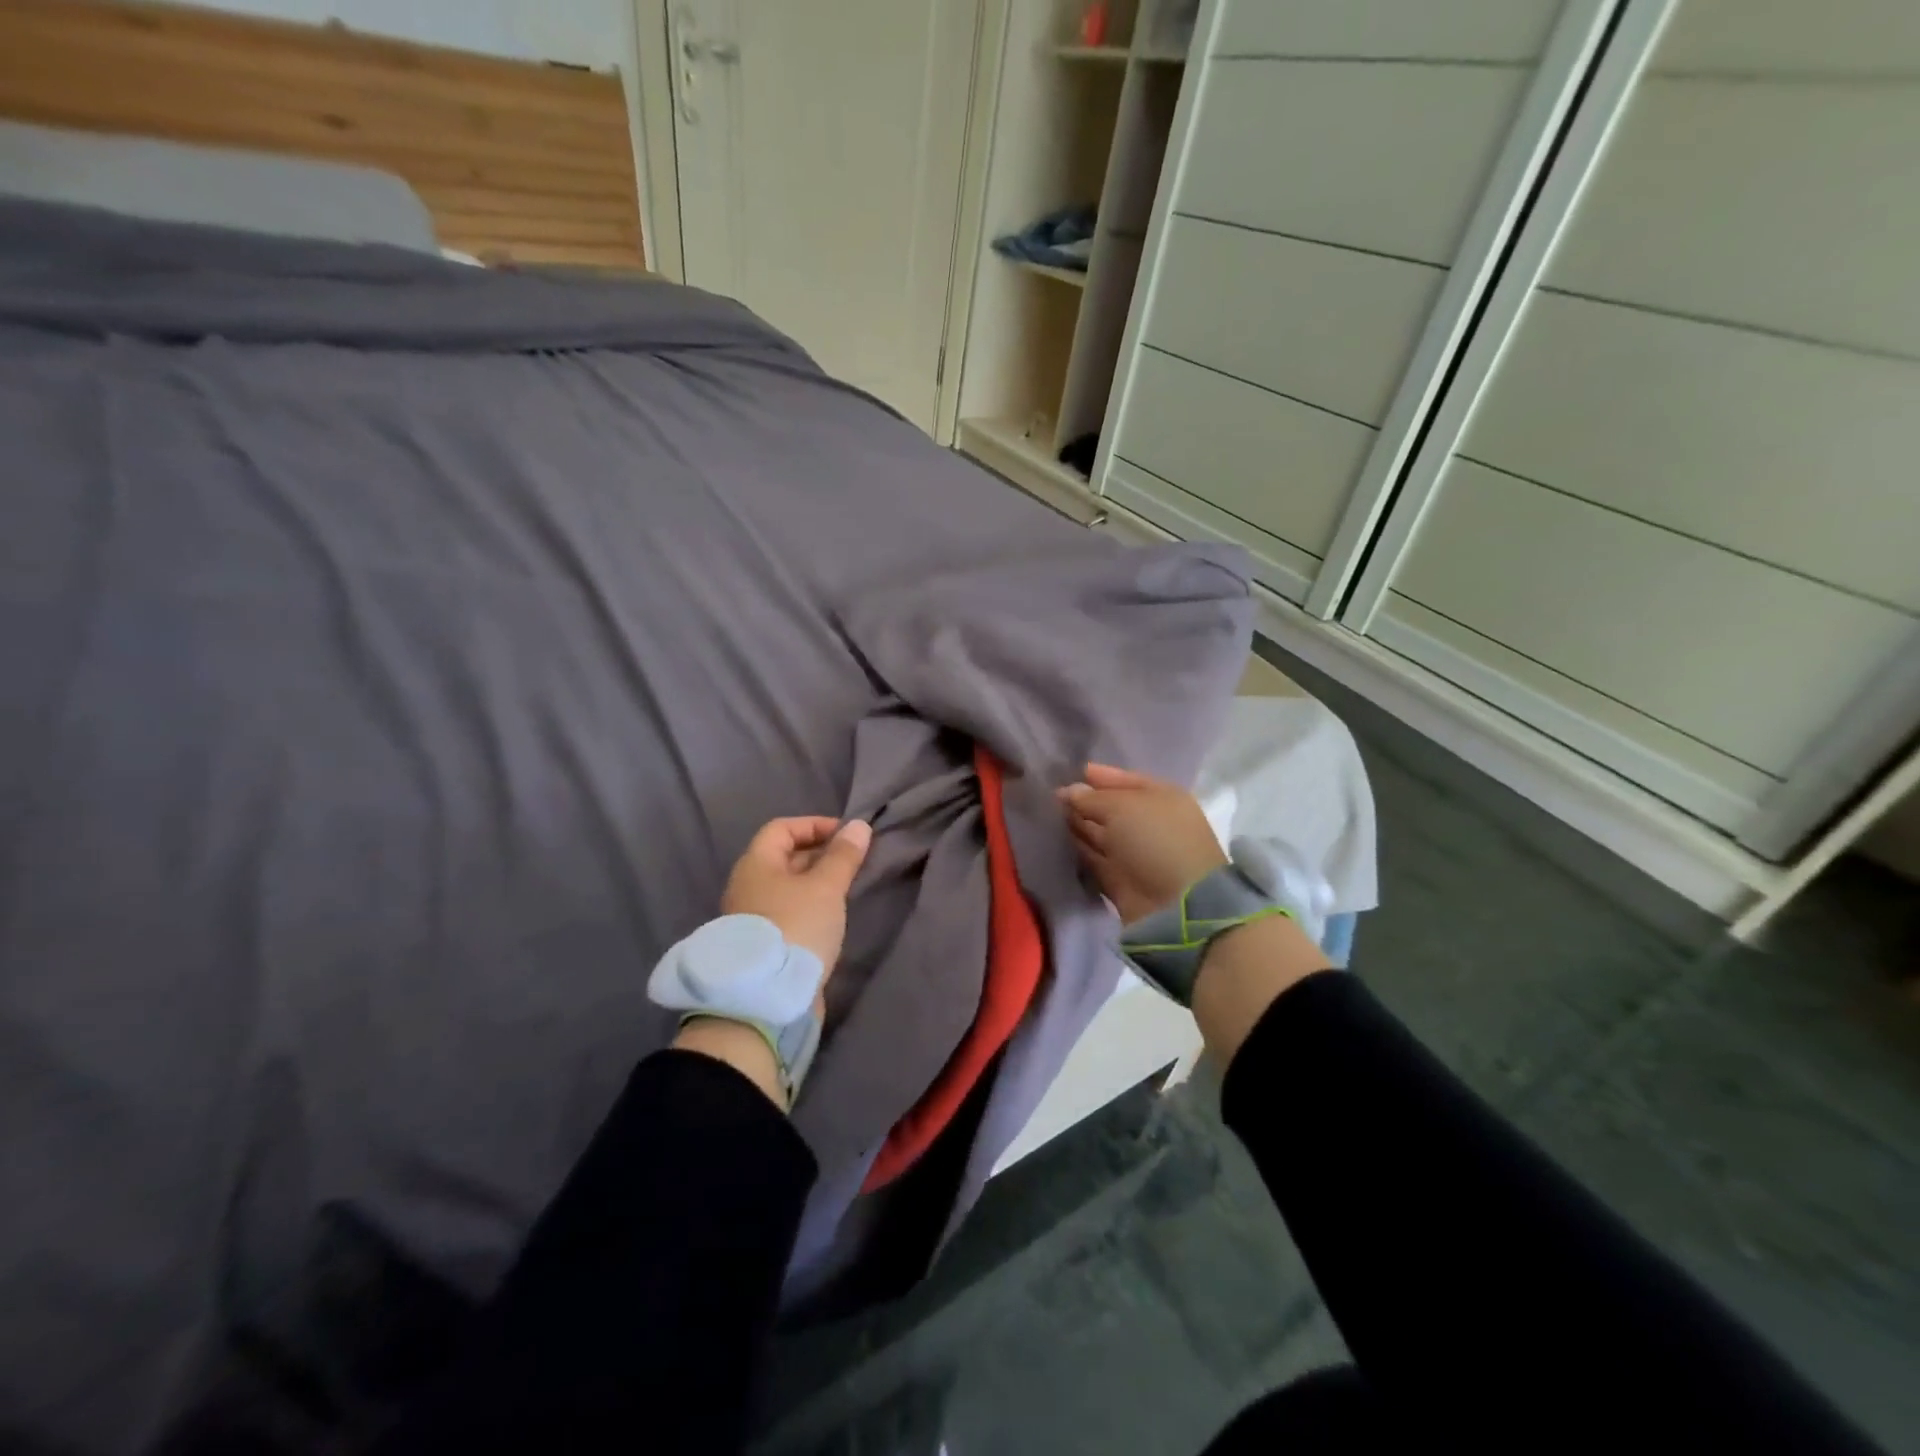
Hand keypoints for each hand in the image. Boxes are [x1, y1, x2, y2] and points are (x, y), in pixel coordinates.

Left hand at [721, 816, 872, 973]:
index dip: (816, 825)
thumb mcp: (826, 887)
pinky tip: (833, 918)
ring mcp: (753, 917)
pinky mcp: (764, 943)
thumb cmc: (796, 927)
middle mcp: (748, 885)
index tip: (848, 836)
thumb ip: (843, 855)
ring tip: (849, 888)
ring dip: (818, 883)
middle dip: (821, 854)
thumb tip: (859, 825)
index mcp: (756, 864)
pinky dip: (811, 907)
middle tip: (854, 862)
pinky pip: (789, 912)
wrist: (766, 998)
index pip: (783, 828)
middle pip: (785, 857)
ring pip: (789, 887)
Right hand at [1058, 763, 1225, 924]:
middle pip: (1109, 807)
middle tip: (1048, 795)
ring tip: (1045, 813)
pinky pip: (1092, 856)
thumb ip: (1091, 797)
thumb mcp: (1122, 807)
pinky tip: (1053, 838)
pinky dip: (1075, 848)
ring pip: (1098, 832)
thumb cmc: (1155, 840)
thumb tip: (1068, 791)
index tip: (1068, 772)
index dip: (1098, 776)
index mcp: (1159, 798)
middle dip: (1082, 800)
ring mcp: (1132, 851)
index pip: (1124, 780)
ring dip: (1075, 823)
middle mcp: (1147, 822)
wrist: (1175, 904)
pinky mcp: (1118, 877)